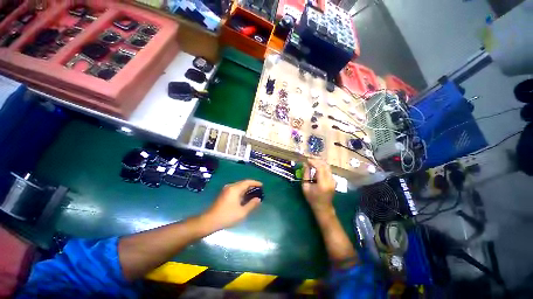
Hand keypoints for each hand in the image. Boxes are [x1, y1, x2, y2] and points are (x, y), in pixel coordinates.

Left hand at [203, 180, 262, 229]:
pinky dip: (242, 191)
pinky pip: (235, 189)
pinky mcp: (224, 193)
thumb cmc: (227, 216)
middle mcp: (230, 186)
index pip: (247, 182)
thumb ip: (251, 204)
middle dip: (251, 185)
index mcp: (235, 189)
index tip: (262, 185)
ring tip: (254, 193)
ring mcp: (226, 190)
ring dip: (246, 188)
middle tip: (259, 189)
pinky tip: (245, 197)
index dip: (255, 183)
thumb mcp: (242, 212)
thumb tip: (258, 199)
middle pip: (243, 183)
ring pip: (239, 186)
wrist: (210, 221)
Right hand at [302, 159, 335, 213]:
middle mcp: (330, 180)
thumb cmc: (312, 198)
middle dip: (317, 160)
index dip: (313, 162)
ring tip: (311, 162)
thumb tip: (305, 164)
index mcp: (323, 183)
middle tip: (309, 159)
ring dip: (319, 163)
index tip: (307, 160)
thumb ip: (305, 174)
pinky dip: (322, 166)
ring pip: (327, 166)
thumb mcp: (305, 187)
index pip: (320, 168)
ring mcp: (333, 180)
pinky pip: (328, 170)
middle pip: (325, 165)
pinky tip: (316, 167)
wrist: (323, 207)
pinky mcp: (334, 180)